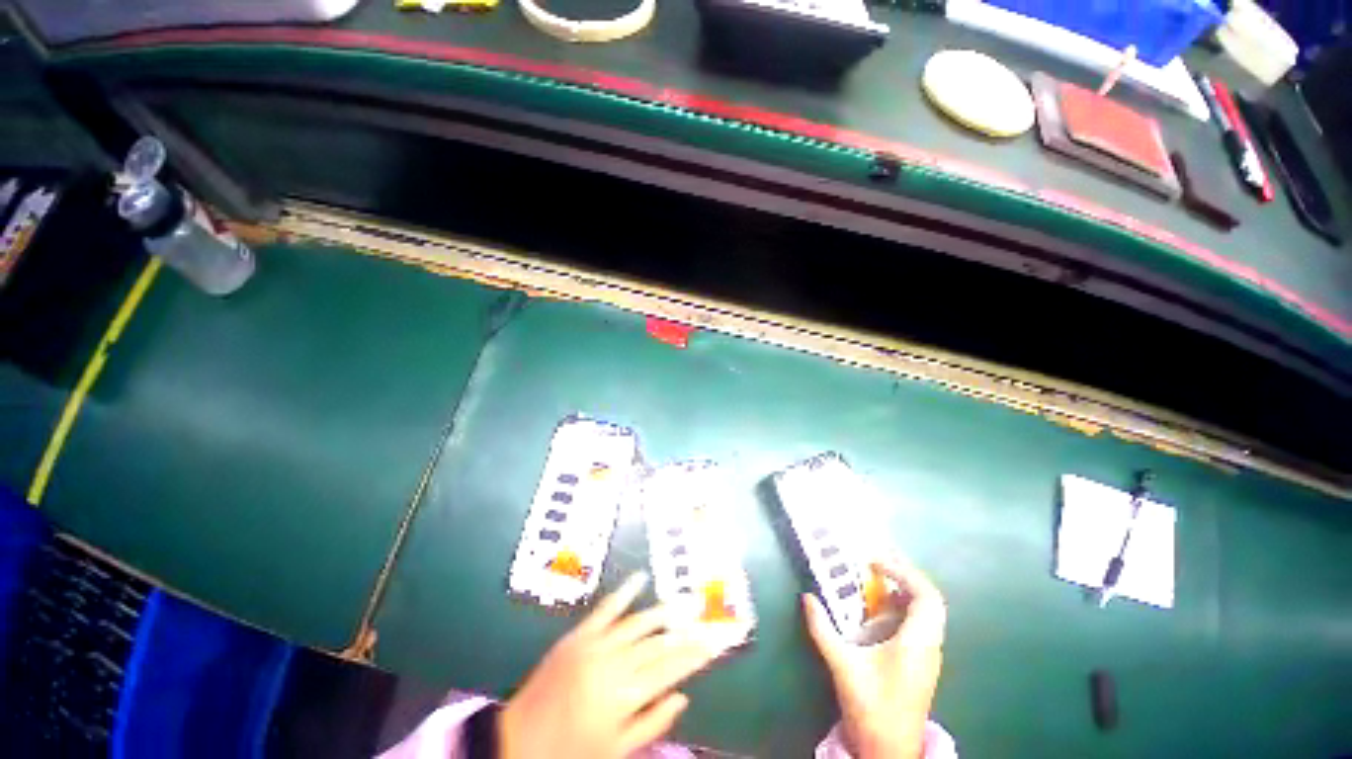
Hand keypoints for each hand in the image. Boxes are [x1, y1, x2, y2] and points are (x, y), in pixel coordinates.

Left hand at [498, 573, 725, 758]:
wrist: (520, 739)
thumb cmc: (572, 751)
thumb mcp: (617, 750)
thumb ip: (653, 722)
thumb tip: (683, 695)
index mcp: (625, 695)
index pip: (670, 669)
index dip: (695, 655)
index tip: (715, 642)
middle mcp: (614, 663)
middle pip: (658, 644)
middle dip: (686, 632)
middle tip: (706, 621)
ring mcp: (596, 643)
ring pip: (638, 623)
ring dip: (663, 612)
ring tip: (684, 602)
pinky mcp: (579, 634)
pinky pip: (606, 608)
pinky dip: (625, 591)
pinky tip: (640, 577)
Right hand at [803, 556, 946, 758]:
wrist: (890, 751)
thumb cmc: (871, 707)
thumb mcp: (842, 665)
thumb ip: (822, 629)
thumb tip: (807, 597)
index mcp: (917, 643)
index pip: (926, 596)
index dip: (903, 572)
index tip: (875, 562)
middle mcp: (929, 645)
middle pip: (930, 600)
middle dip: (905, 575)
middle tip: (878, 562)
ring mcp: (929, 656)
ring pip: (928, 613)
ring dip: (905, 591)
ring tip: (878, 578)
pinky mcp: (923, 663)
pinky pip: (920, 625)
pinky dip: (903, 607)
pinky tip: (881, 609)